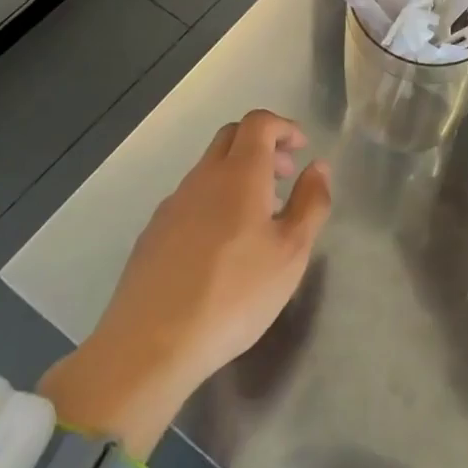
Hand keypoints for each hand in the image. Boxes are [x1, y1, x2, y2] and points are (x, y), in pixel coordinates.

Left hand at [38, 110, 330, 458]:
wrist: (150, 346)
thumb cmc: (234, 295)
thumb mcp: (292, 253)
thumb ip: (311, 203)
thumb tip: (318, 167)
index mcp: (240, 174)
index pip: (259, 122)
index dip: (284, 126)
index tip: (302, 148)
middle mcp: (203, 178)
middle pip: (231, 137)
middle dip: (262, 145)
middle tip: (284, 176)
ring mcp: (172, 205)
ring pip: (209, 169)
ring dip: (238, 175)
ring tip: (258, 218)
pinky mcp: (152, 234)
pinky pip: (190, 199)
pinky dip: (214, 201)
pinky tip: (221, 246)